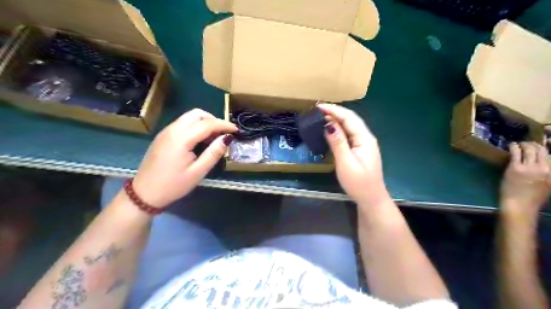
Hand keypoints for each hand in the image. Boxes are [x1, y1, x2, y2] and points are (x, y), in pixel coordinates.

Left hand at [134, 109, 239, 207]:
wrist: (144, 194)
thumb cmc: (173, 185)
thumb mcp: (197, 172)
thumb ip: (213, 153)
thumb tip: (227, 138)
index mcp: (181, 139)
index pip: (207, 124)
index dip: (224, 124)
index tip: (236, 130)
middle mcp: (172, 130)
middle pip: (197, 114)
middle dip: (214, 120)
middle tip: (224, 133)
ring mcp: (166, 132)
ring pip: (189, 117)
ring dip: (204, 122)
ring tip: (214, 137)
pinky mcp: (163, 136)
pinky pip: (182, 123)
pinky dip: (195, 126)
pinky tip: (200, 140)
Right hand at [316, 103, 388, 205]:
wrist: (371, 199)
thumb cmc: (358, 183)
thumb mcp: (346, 163)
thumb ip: (338, 142)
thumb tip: (328, 124)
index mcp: (365, 139)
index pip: (349, 118)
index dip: (334, 110)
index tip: (318, 106)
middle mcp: (366, 138)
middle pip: (351, 119)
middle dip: (335, 112)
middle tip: (318, 109)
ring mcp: (364, 143)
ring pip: (350, 126)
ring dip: (337, 119)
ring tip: (322, 116)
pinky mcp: (361, 149)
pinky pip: (349, 134)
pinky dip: (339, 128)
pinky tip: (332, 129)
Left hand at [502, 139, 547, 215]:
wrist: (519, 205)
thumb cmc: (532, 197)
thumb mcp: (547, 185)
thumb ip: (547, 174)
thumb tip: (543, 164)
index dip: (545, 149)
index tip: (540, 146)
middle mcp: (545, 168)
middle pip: (542, 150)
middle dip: (535, 144)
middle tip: (527, 143)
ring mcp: (530, 167)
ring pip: (530, 149)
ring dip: (524, 144)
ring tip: (519, 143)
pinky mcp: (516, 167)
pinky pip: (516, 152)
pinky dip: (514, 146)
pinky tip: (511, 144)